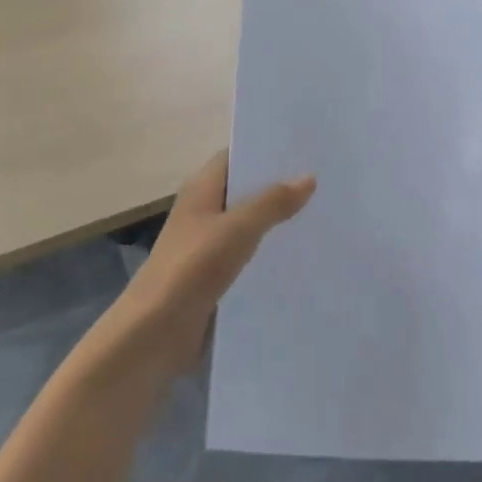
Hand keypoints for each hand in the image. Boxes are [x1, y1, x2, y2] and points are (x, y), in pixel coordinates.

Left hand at [98, 152, 315, 379]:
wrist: (155, 332)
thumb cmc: (192, 268)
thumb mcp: (238, 229)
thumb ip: (272, 202)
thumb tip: (308, 177)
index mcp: (201, 190)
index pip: (235, 157)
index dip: (265, 150)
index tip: (305, 148)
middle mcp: (204, 213)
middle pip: (245, 192)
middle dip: (280, 188)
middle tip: (327, 181)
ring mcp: (208, 247)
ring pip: (250, 227)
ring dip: (278, 224)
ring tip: (325, 216)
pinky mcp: (215, 278)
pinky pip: (249, 259)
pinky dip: (271, 256)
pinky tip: (303, 258)